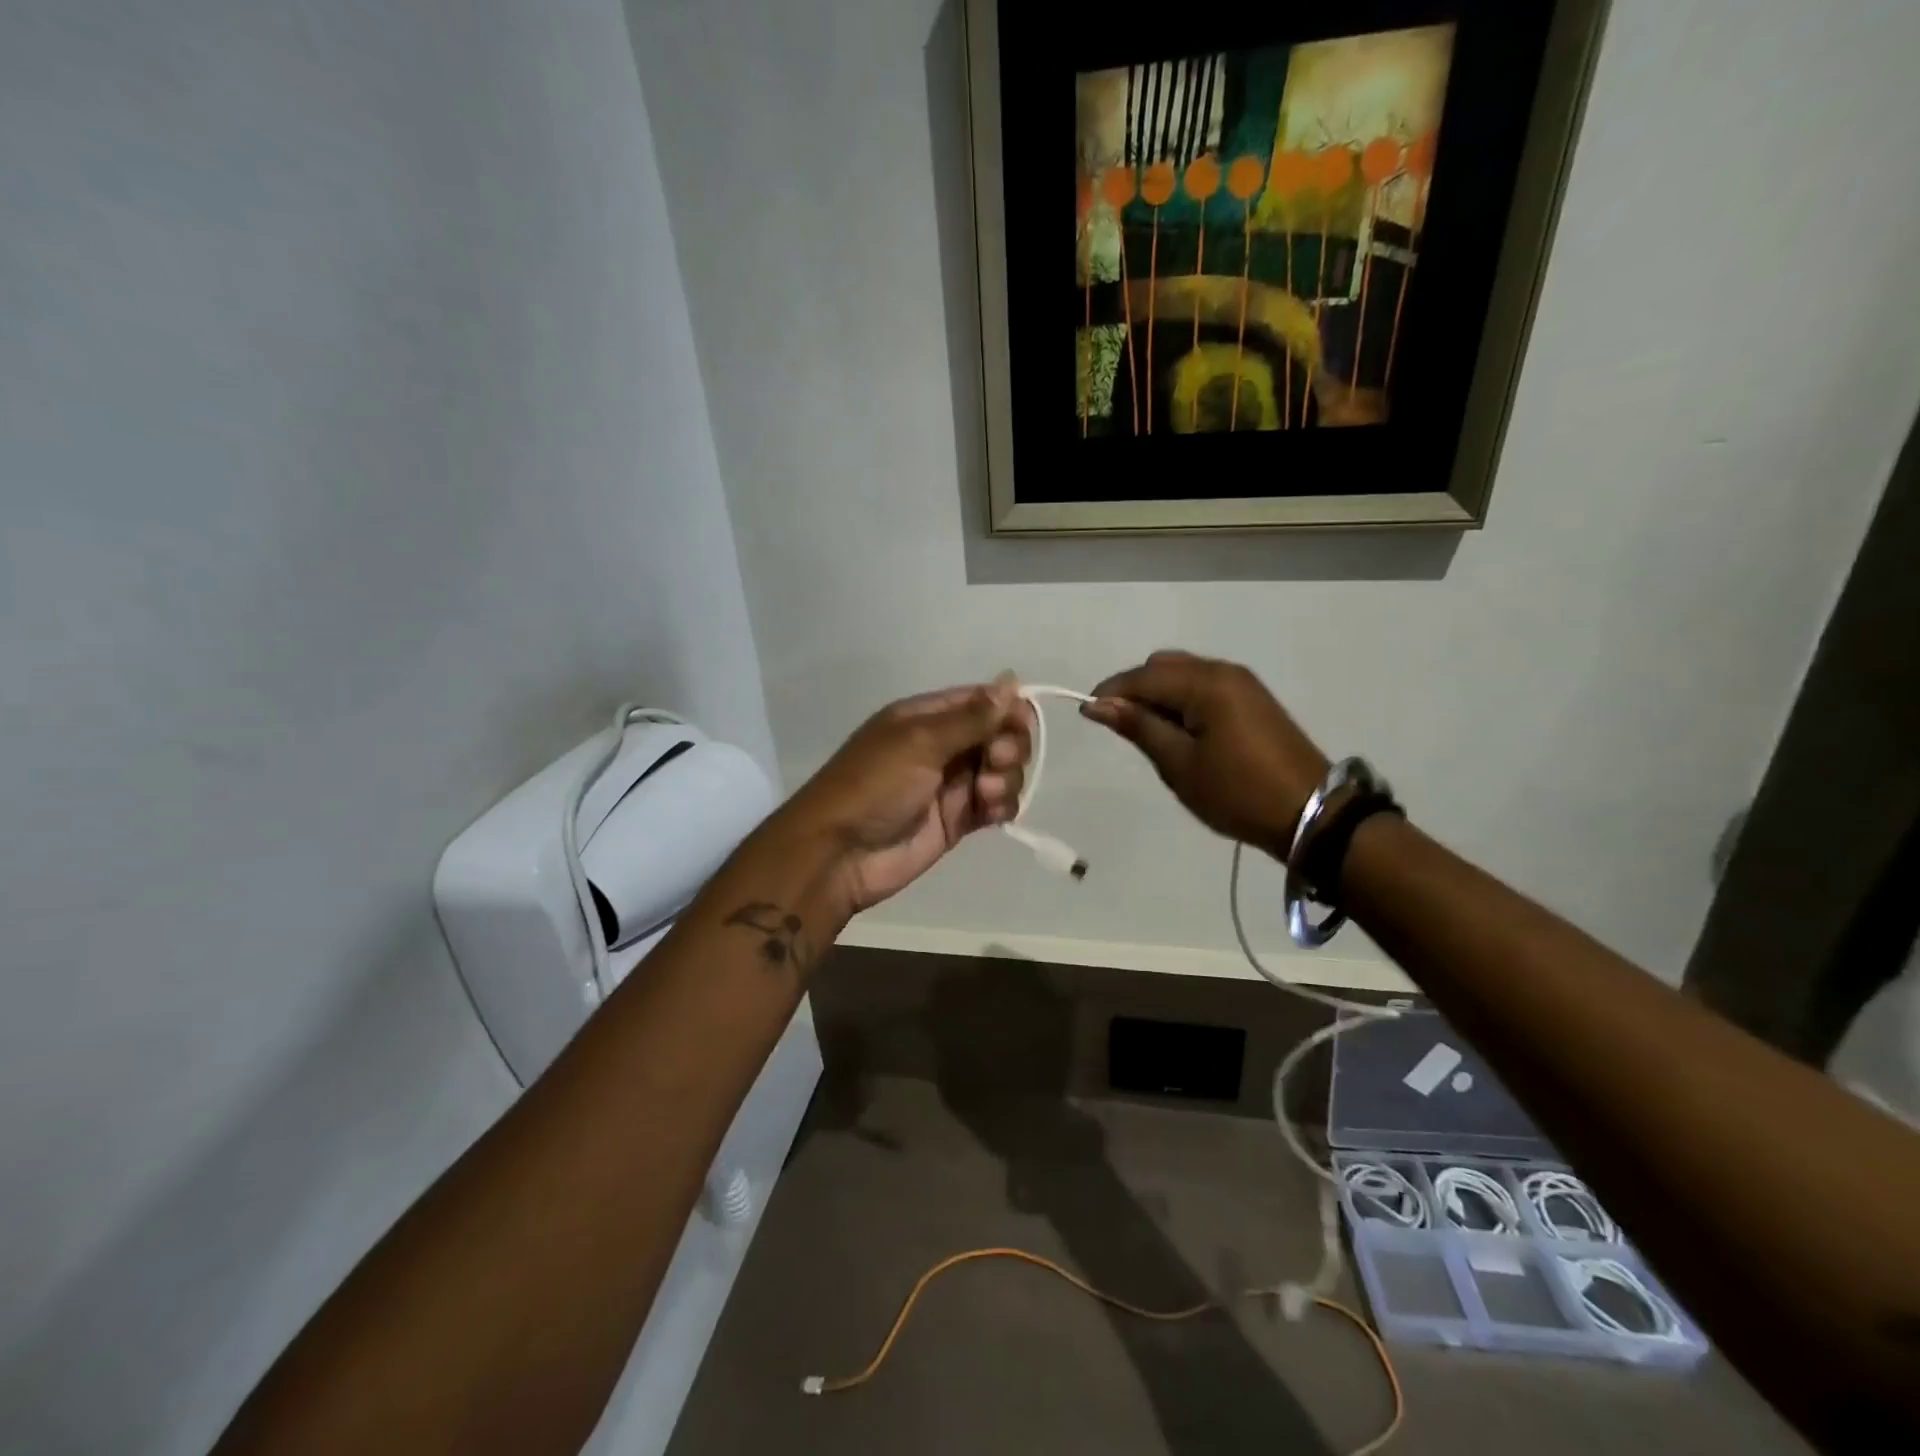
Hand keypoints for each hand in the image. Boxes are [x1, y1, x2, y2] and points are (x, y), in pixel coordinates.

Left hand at [778, 678, 1033, 917]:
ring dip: (1005, 778)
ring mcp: (951, 785)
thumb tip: (1012, 680)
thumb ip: (970, 717)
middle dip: (1008, 745)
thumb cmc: (874, 785)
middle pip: (1000, 735)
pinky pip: (996, 805)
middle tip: (995, 761)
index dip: (1008, 709)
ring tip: (984, 794)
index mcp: (927, 717)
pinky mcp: (958, 821)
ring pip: (1002, 771)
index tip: (1021, 724)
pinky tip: (992, 813)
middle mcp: (943, 746)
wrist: (839, 853)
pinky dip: (1002, 805)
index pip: (982, 701)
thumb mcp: (919, 741)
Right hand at [1082, 651, 1328, 861]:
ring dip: (1159, 695)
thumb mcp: (1179, 764)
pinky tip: (1178, 731)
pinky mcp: (1252, 700)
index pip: (1143, 676)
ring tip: (1148, 734)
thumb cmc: (1237, 792)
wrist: (1311, 813)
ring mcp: (1242, 683)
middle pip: (1164, 667)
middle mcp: (1224, 671)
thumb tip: (1098, 704)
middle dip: (1135, 690)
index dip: (1111, 692)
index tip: (1087, 715)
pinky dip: (1182, 700)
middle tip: (1122, 729)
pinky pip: (1204, 686)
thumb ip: (1139, 727)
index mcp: (1205, 683)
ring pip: (1184, 675)